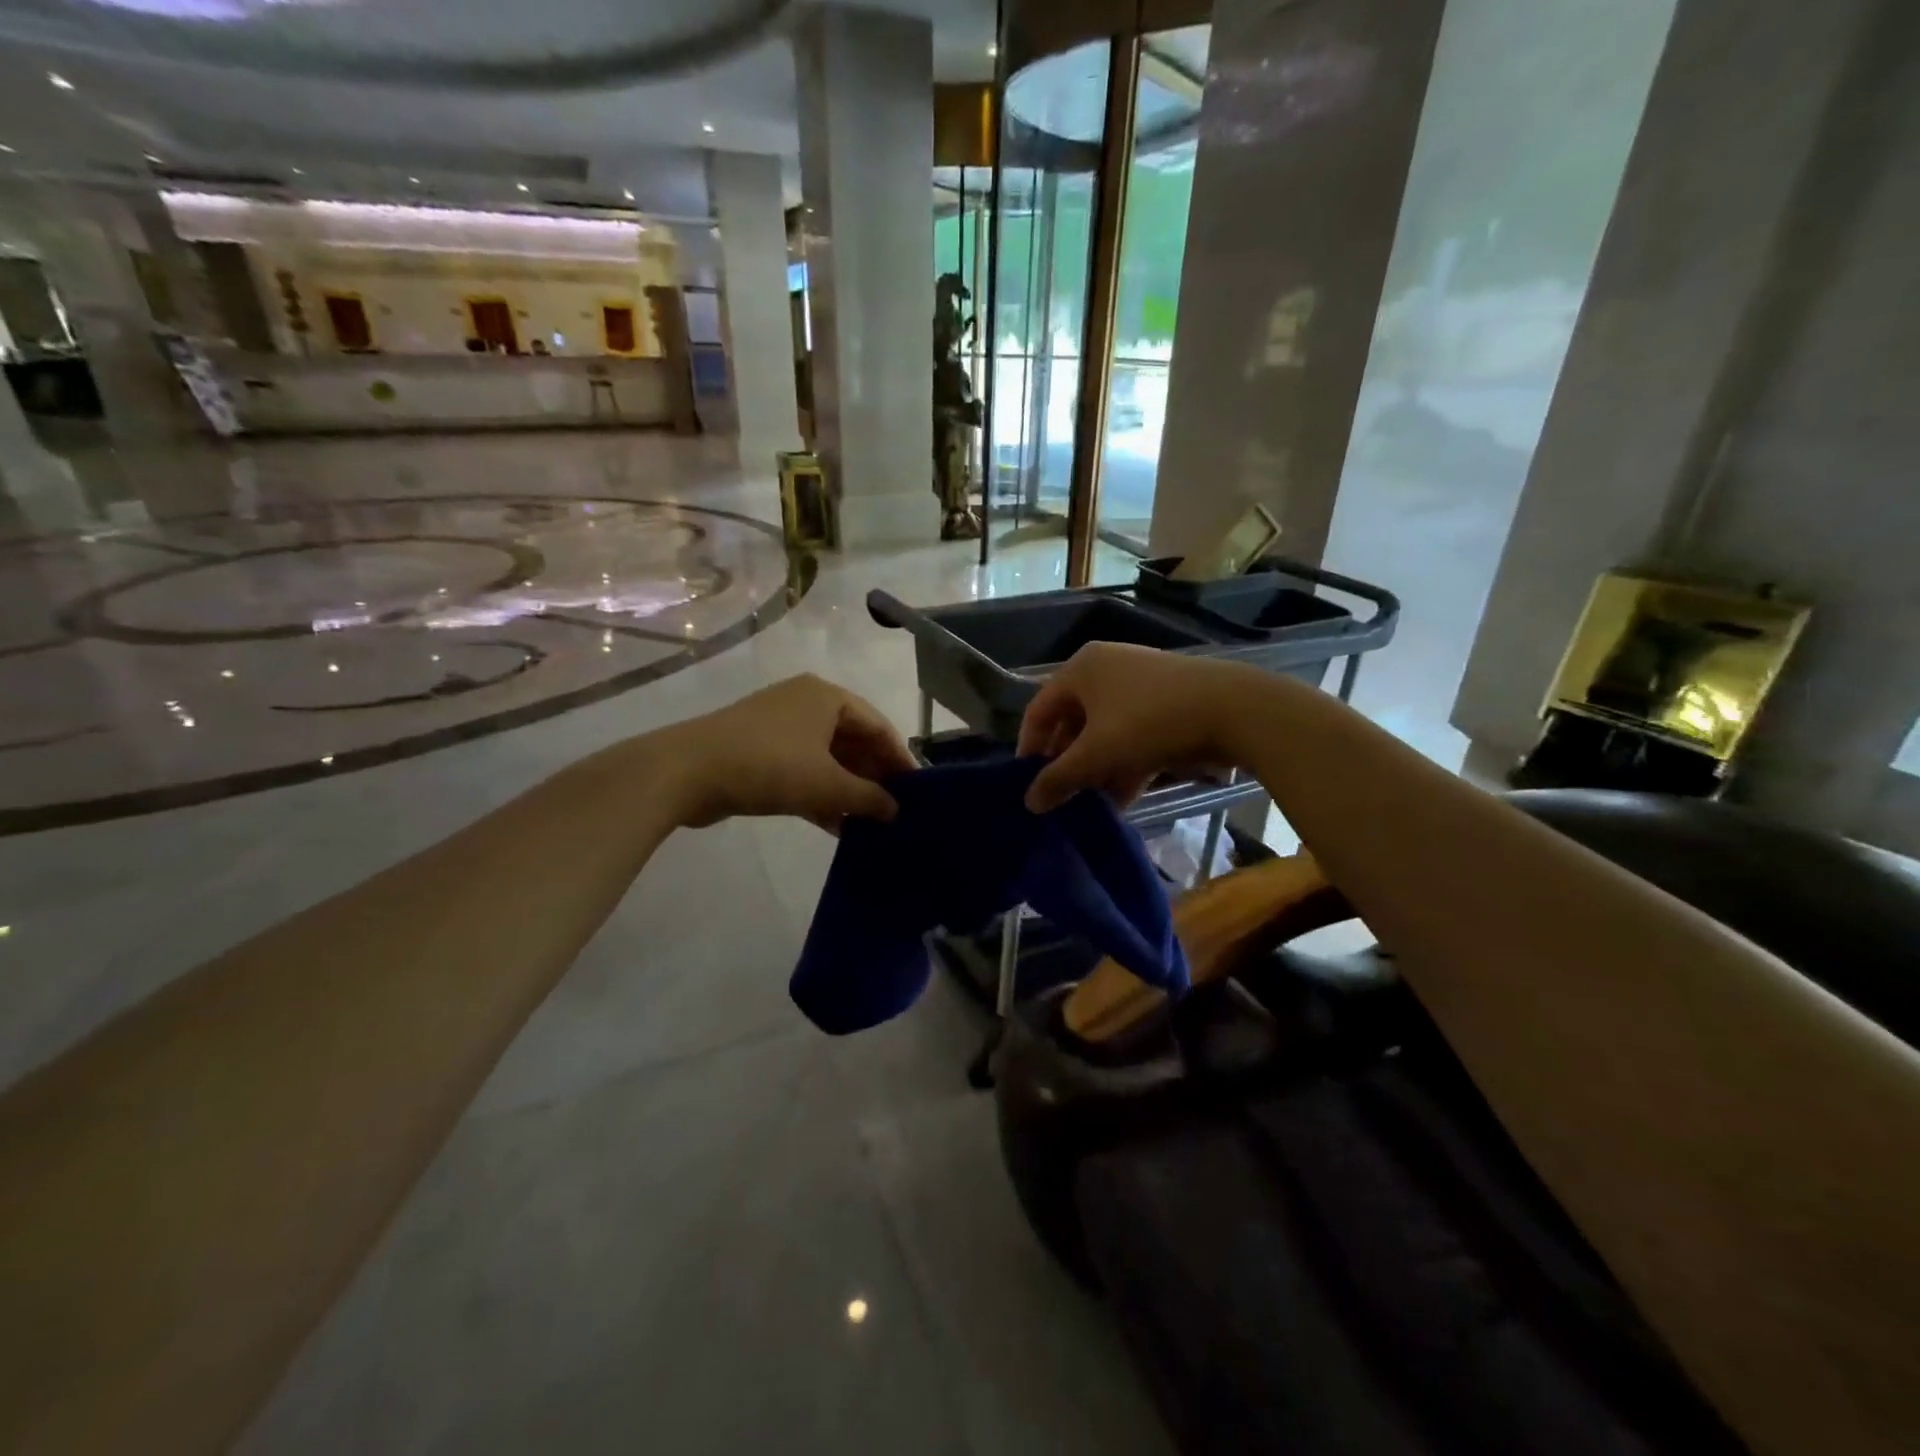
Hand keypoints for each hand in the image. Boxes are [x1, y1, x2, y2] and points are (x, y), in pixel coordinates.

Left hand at [664, 674, 916, 830]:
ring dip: (847, 790)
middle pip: (852, 741)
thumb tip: (895, 811)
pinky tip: (836, 826)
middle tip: (893, 811)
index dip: (899, 759)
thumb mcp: (827, 785)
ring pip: (827, 759)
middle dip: (872, 777)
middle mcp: (806, 703)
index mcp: (827, 697)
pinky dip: (820, 794)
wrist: (686, 771)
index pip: (878, 725)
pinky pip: (802, 770)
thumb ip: (868, 798)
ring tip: (869, 823)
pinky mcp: (758, 751)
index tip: (916, 791)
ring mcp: (779, 727)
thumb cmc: (769, 766)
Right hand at [1017, 644, 1250, 812]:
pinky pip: (1131, 736)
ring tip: (1089, 807)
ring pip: (1104, 733)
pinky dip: (1123, 765)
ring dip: (1095, 770)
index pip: (1039, 710)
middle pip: (1072, 723)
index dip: (1029, 748)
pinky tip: (1121, 801)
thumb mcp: (1098, 754)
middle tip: (1061, 798)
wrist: (1233, 709)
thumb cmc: (1149, 722)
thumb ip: (1059, 778)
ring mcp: (1138, 686)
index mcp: (1081, 670)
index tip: (1028, 784)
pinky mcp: (1165, 704)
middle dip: (1067, 764)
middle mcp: (1105, 670)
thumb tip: (1029, 803)